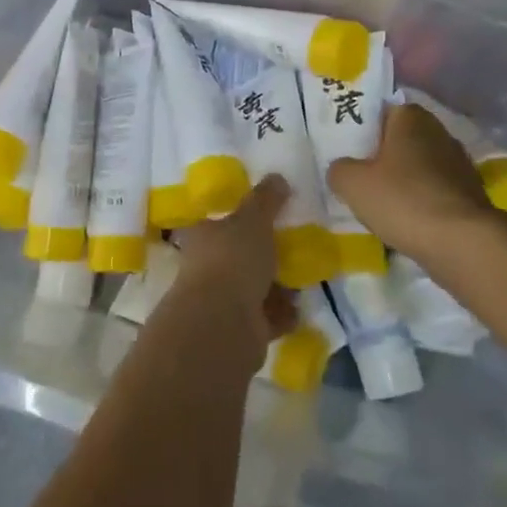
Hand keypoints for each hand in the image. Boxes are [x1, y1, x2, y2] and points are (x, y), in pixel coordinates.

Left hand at [172, 175, 297, 358]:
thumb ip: (266, 199)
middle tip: (295, 247)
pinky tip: (299, 307)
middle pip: (239, 256)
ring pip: (254, 288)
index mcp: (203, 236)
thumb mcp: (253, 219)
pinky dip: (282, 313)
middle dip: (265, 255)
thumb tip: (277, 177)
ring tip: (303, 278)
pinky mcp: (240, 329)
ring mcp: (221, 300)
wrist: (224, 324)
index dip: (241, 219)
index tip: (269, 217)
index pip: (219, 222)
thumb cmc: (233, 260)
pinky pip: (266, 317)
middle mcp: (207, 267)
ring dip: (277, 286)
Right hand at [327, 104, 492, 264]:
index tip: (348, 149)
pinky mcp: (471, 193)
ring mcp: (459, 163)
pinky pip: (435, 191)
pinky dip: (421, 201)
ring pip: (419, 166)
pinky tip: (407, 221)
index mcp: (411, 117)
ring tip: (381, 204)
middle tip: (359, 177)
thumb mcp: (352, 183)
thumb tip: (342, 169)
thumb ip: (339, 169)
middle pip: (401, 139)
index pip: (381, 111)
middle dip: (382, 156)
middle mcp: (439, 131)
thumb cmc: (403, 200)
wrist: (463, 243)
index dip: (363, 129)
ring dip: (403, 181)